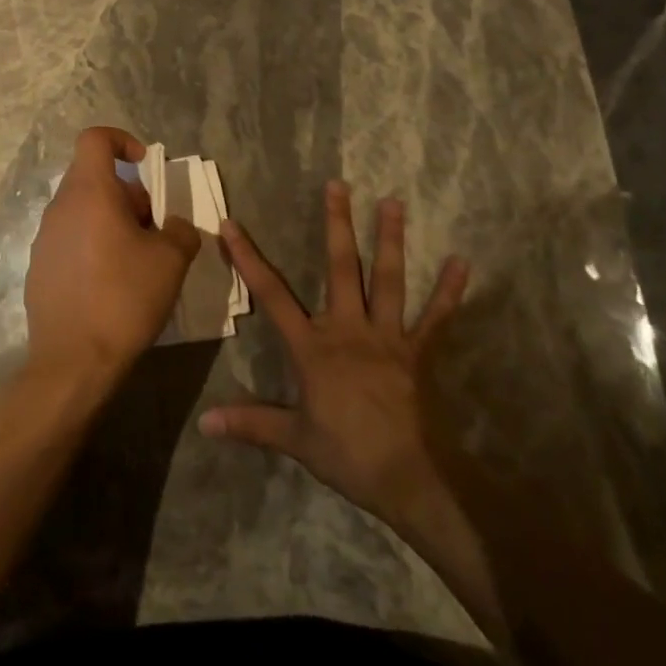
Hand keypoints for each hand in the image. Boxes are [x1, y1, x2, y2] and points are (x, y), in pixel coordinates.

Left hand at [24, 127, 199, 386]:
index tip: (145, 166)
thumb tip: (177, 226)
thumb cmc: (124, 298)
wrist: (73, 361)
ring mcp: (44, 238)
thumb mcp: (171, 261)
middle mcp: (60, 206)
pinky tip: (110, 284)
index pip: (95, 139)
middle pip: (93, 177)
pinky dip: (92, 246)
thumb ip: (181, 231)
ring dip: (111, 221)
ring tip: (136, 259)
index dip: (122, 140)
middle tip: (153, 228)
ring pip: (82, 210)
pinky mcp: (38, 267)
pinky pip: (70, 239)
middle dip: (127, 194)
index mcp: (89, 192)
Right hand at [198, 181, 470, 549]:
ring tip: (393, 202)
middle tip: (338, 184)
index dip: (248, 258)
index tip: (231, 225)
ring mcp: (387, 337)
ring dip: (390, 239)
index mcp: (313, 346)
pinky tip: (461, 262)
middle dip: (337, 224)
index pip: (272, 294)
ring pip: (388, 279)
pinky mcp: (418, 352)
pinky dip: (448, 291)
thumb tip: (205, 423)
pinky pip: (435, 318)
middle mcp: (348, 329)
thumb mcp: (294, 439)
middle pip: (341, 268)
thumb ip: (251, 424)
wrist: (411, 480)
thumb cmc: (348, 455)